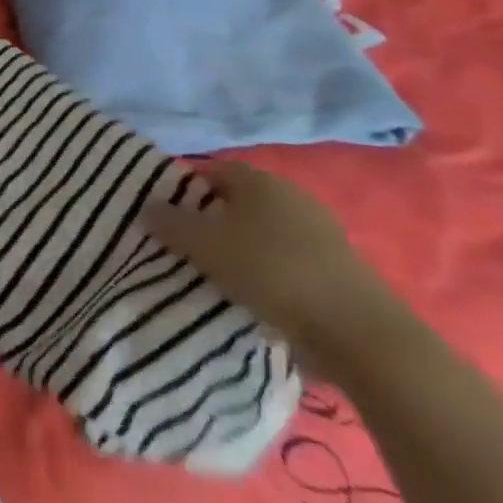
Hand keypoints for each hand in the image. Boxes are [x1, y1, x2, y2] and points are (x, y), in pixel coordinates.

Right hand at [145, 160, 412, 381]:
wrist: (356, 331)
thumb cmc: (271, 271)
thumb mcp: (205, 245)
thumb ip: (170, 223)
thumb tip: (146, 207)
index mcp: (258, 180)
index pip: (207, 171)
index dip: (180, 189)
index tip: (159, 215)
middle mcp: (288, 196)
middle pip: (233, 202)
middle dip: (206, 220)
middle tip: (177, 246)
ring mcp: (316, 231)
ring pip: (257, 233)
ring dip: (234, 249)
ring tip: (208, 275)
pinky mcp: (332, 267)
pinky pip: (281, 260)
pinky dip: (261, 272)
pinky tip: (248, 294)